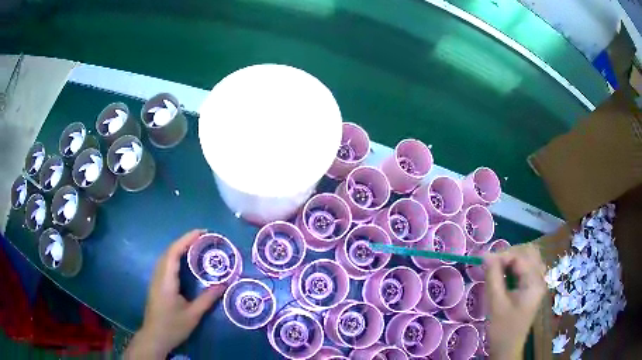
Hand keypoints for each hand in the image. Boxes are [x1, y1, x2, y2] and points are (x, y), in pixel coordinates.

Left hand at [125, 230, 226, 358]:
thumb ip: (207, 298)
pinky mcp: (156, 284)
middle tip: (203, 237)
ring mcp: (155, 279)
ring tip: (195, 245)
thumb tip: (224, 284)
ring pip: (166, 257)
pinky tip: (183, 261)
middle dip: (184, 240)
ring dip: (179, 247)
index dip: (187, 239)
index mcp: (166, 280)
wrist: (155, 337)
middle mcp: (158, 275)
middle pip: (169, 251)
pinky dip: (175, 256)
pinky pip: (165, 264)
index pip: (174, 252)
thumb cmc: (173, 326)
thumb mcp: (193, 314)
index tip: (202, 232)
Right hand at [484, 244, 545, 359]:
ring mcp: (538, 282)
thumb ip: (493, 276)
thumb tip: (486, 254)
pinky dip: (517, 265)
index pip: (521, 257)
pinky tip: (506, 274)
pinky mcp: (533, 287)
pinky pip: (528, 267)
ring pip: (529, 258)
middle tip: (492, 263)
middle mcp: (540, 278)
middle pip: (529, 252)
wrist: (508, 348)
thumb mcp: (496, 303)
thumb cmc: (502, 328)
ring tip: (498, 267)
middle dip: (510, 253)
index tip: (484, 260)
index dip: (502, 255)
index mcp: (534, 283)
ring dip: (514, 258)